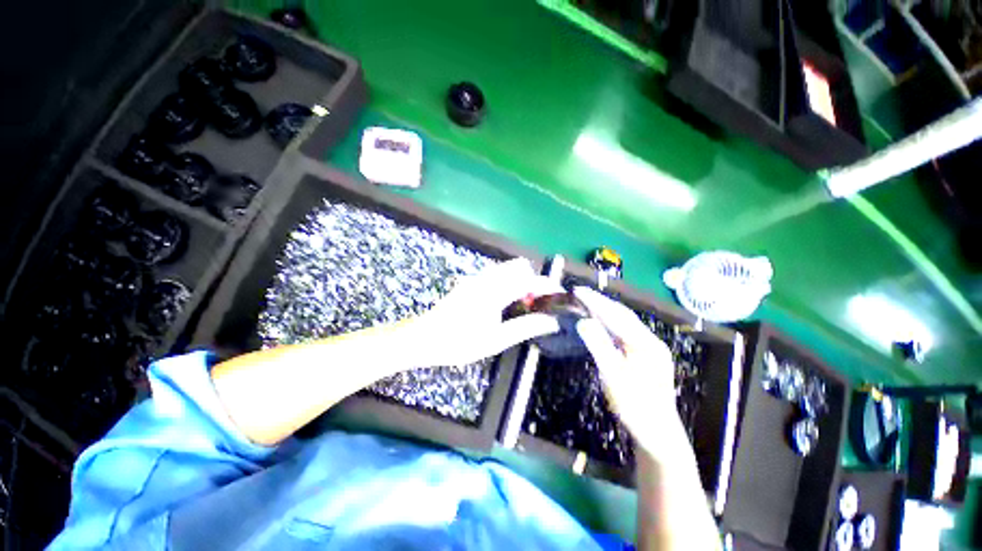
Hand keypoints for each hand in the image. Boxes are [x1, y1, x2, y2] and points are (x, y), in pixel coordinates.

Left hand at [415, 258, 561, 365]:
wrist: (423, 338)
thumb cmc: (459, 343)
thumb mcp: (494, 341)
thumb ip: (524, 327)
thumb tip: (550, 321)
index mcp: (493, 292)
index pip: (528, 280)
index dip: (547, 285)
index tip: (559, 294)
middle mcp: (485, 279)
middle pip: (519, 266)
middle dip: (533, 280)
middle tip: (536, 303)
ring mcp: (476, 278)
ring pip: (507, 269)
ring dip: (520, 281)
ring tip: (523, 305)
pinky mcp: (470, 282)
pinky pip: (496, 274)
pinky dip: (508, 282)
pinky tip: (504, 303)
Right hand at [573, 287, 685, 455]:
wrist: (658, 433)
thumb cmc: (635, 406)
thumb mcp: (613, 377)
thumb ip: (599, 347)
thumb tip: (583, 321)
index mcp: (644, 344)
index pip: (615, 316)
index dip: (595, 302)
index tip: (577, 291)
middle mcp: (651, 340)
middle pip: (623, 314)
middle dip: (601, 301)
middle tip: (581, 292)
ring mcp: (651, 347)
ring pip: (626, 321)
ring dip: (607, 309)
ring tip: (589, 300)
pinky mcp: (648, 355)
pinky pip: (627, 330)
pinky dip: (612, 321)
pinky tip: (603, 320)